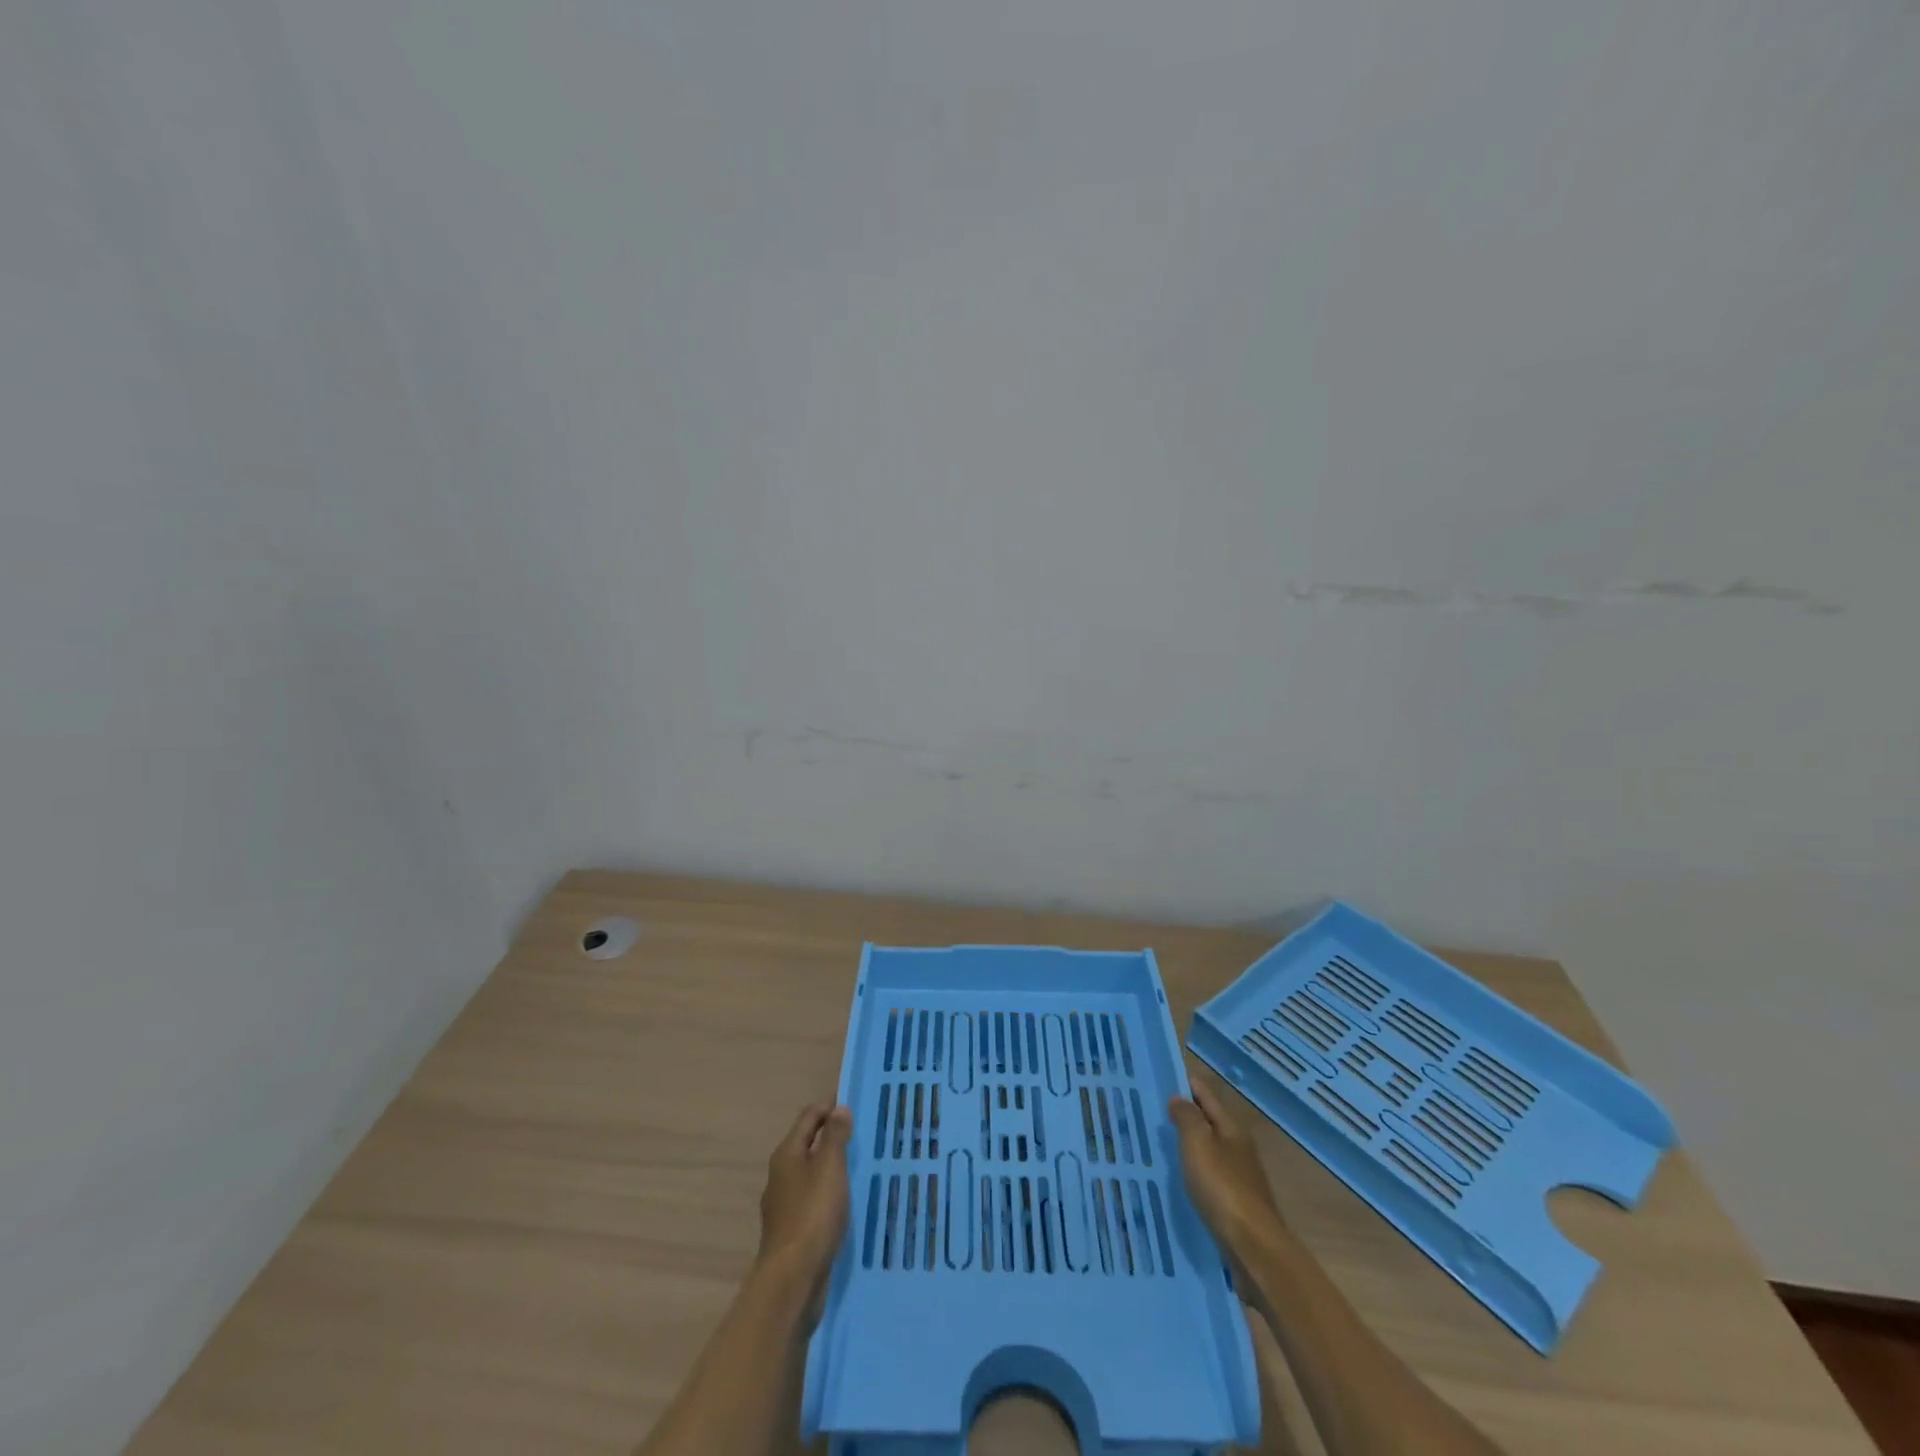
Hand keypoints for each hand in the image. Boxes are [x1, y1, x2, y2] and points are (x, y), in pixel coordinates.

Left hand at [755, 1103, 852, 1301]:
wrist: (791, 1280)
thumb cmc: (812, 1215)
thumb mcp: (829, 1168)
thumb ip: (835, 1137)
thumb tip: (839, 1108)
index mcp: (787, 1154)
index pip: (809, 1116)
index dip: (830, 1107)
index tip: (857, 1108)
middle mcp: (781, 1174)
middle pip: (808, 1144)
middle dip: (833, 1137)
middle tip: (864, 1138)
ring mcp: (783, 1204)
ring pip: (811, 1174)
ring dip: (832, 1168)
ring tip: (860, 1169)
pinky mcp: (791, 1230)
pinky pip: (813, 1200)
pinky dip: (829, 1194)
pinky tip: (846, 1204)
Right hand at [1169, 1072, 1285, 1264]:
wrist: (1254, 1249)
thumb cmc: (1223, 1189)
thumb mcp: (1198, 1145)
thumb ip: (1187, 1118)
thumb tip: (1179, 1098)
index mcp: (1232, 1129)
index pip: (1206, 1095)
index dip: (1187, 1084)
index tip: (1163, 1076)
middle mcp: (1239, 1148)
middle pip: (1210, 1122)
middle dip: (1187, 1114)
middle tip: (1155, 1110)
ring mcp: (1241, 1177)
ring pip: (1210, 1150)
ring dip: (1190, 1144)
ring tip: (1162, 1143)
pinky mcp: (1237, 1204)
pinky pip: (1210, 1175)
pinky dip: (1195, 1170)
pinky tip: (1180, 1178)